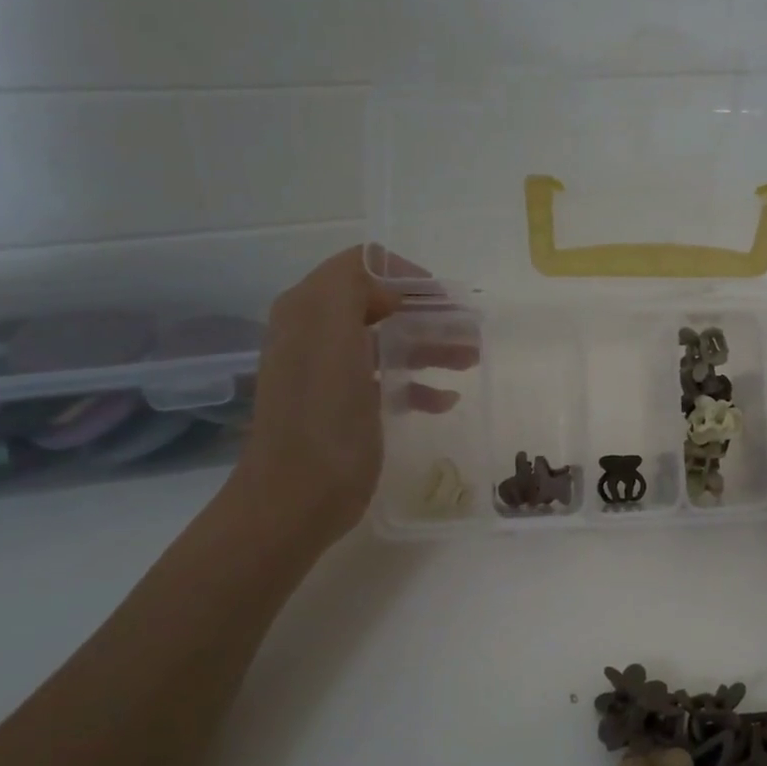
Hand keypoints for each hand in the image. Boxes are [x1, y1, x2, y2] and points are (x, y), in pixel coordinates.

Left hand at [223, 247, 460, 557]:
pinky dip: (417, 383)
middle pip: (380, 303)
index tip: (448, 300)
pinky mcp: (344, 406)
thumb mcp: (331, 339)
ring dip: (430, 345)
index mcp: (309, 310)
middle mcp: (315, 333)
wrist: (296, 499)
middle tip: (471, 330)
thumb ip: (350, 290)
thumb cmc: (322, 420)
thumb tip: (387, 285)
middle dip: (428, 312)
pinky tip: (444, 400)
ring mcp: (329, 371)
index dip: (406, 275)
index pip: (362, 266)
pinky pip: (386, 379)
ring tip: (470, 359)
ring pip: (387, 341)